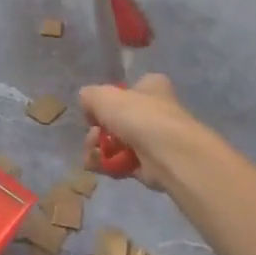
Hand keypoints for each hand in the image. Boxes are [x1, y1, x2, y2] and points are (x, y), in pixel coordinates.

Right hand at [79, 73, 208, 190]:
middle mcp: (155, 111)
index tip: (95, 112)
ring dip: (98, 150)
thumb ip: (89, 96)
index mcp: (151, 88)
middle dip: (97, 131)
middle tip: (92, 137)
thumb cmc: (139, 117)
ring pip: (117, 143)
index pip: (127, 90)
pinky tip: (97, 167)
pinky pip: (122, 163)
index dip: (107, 101)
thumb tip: (88, 106)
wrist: (168, 154)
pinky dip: (108, 165)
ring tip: (92, 155)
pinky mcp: (150, 165)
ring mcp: (154, 139)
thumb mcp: (103, 96)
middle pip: (116, 120)